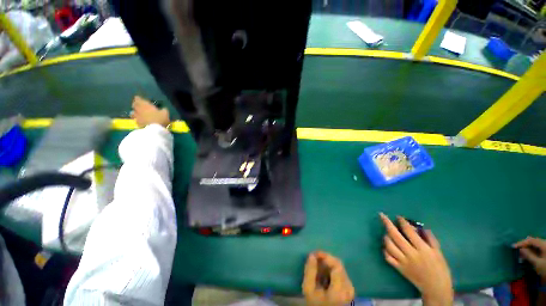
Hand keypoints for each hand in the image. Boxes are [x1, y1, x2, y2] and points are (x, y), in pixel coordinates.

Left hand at [131, 95, 169, 127]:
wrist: (155, 130)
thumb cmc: (160, 119)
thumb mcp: (165, 113)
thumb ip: (163, 110)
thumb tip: (163, 109)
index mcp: (145, 105)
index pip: (138, 99)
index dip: (139, 99)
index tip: (140, 99)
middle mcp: (139, 109)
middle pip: (134, 105)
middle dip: (136, 105)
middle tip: (139, 106)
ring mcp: (137, 117)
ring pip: (133, 113)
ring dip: (135, 112)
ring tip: (138, 113)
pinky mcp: (137, 124)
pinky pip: (136, 120)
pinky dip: (137, 119)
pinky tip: (141, 121)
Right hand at [302, 251, 354, 305]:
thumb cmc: (316, 303)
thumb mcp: (308, 289)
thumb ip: (310, 271)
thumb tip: (312, 255)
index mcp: (339, 290)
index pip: (336, 265)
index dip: (326, 256)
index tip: (315, 254)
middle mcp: (348, 288)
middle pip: (339, 265)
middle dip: (326, 259)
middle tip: (315, 259)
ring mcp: (350, 288)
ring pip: (340, 267)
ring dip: (328, 264)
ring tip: (318, 267)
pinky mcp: (349, 288)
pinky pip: (341, 272)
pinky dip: (332, 269)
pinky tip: (324, 273)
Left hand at [380, 213, 452, 305]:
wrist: (436, 288)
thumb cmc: (440, 268)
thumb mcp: (438, 252)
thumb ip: (430, 238)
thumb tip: (419, 227)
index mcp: (423, 249)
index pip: (409, 232)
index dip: (402, 222)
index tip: (398, 217)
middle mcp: (411, 254)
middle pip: (396, 236)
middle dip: (387, 224)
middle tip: (382, 215)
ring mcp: (403, 262)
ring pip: (389, 246)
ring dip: (386, 237)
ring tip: (387, 232)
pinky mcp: (399, 268)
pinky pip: (388, 257)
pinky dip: (385, 250)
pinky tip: (386, 246)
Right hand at [513, 237, 545, 280]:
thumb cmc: (545, 268)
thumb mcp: (537, 263)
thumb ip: (529, 255)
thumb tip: (520, 249)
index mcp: (544, 244)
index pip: (530, 240)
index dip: (522, 242)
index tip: (513, 246)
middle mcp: (545, 243)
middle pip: (533, 242)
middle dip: (524, 245)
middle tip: (517, 248)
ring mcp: (545, 247)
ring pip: (535, 244)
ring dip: (527, 247)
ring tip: (521, 252)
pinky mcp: (545, 250)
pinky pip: (537, 247)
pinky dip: (531, 250)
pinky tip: (528, 253)